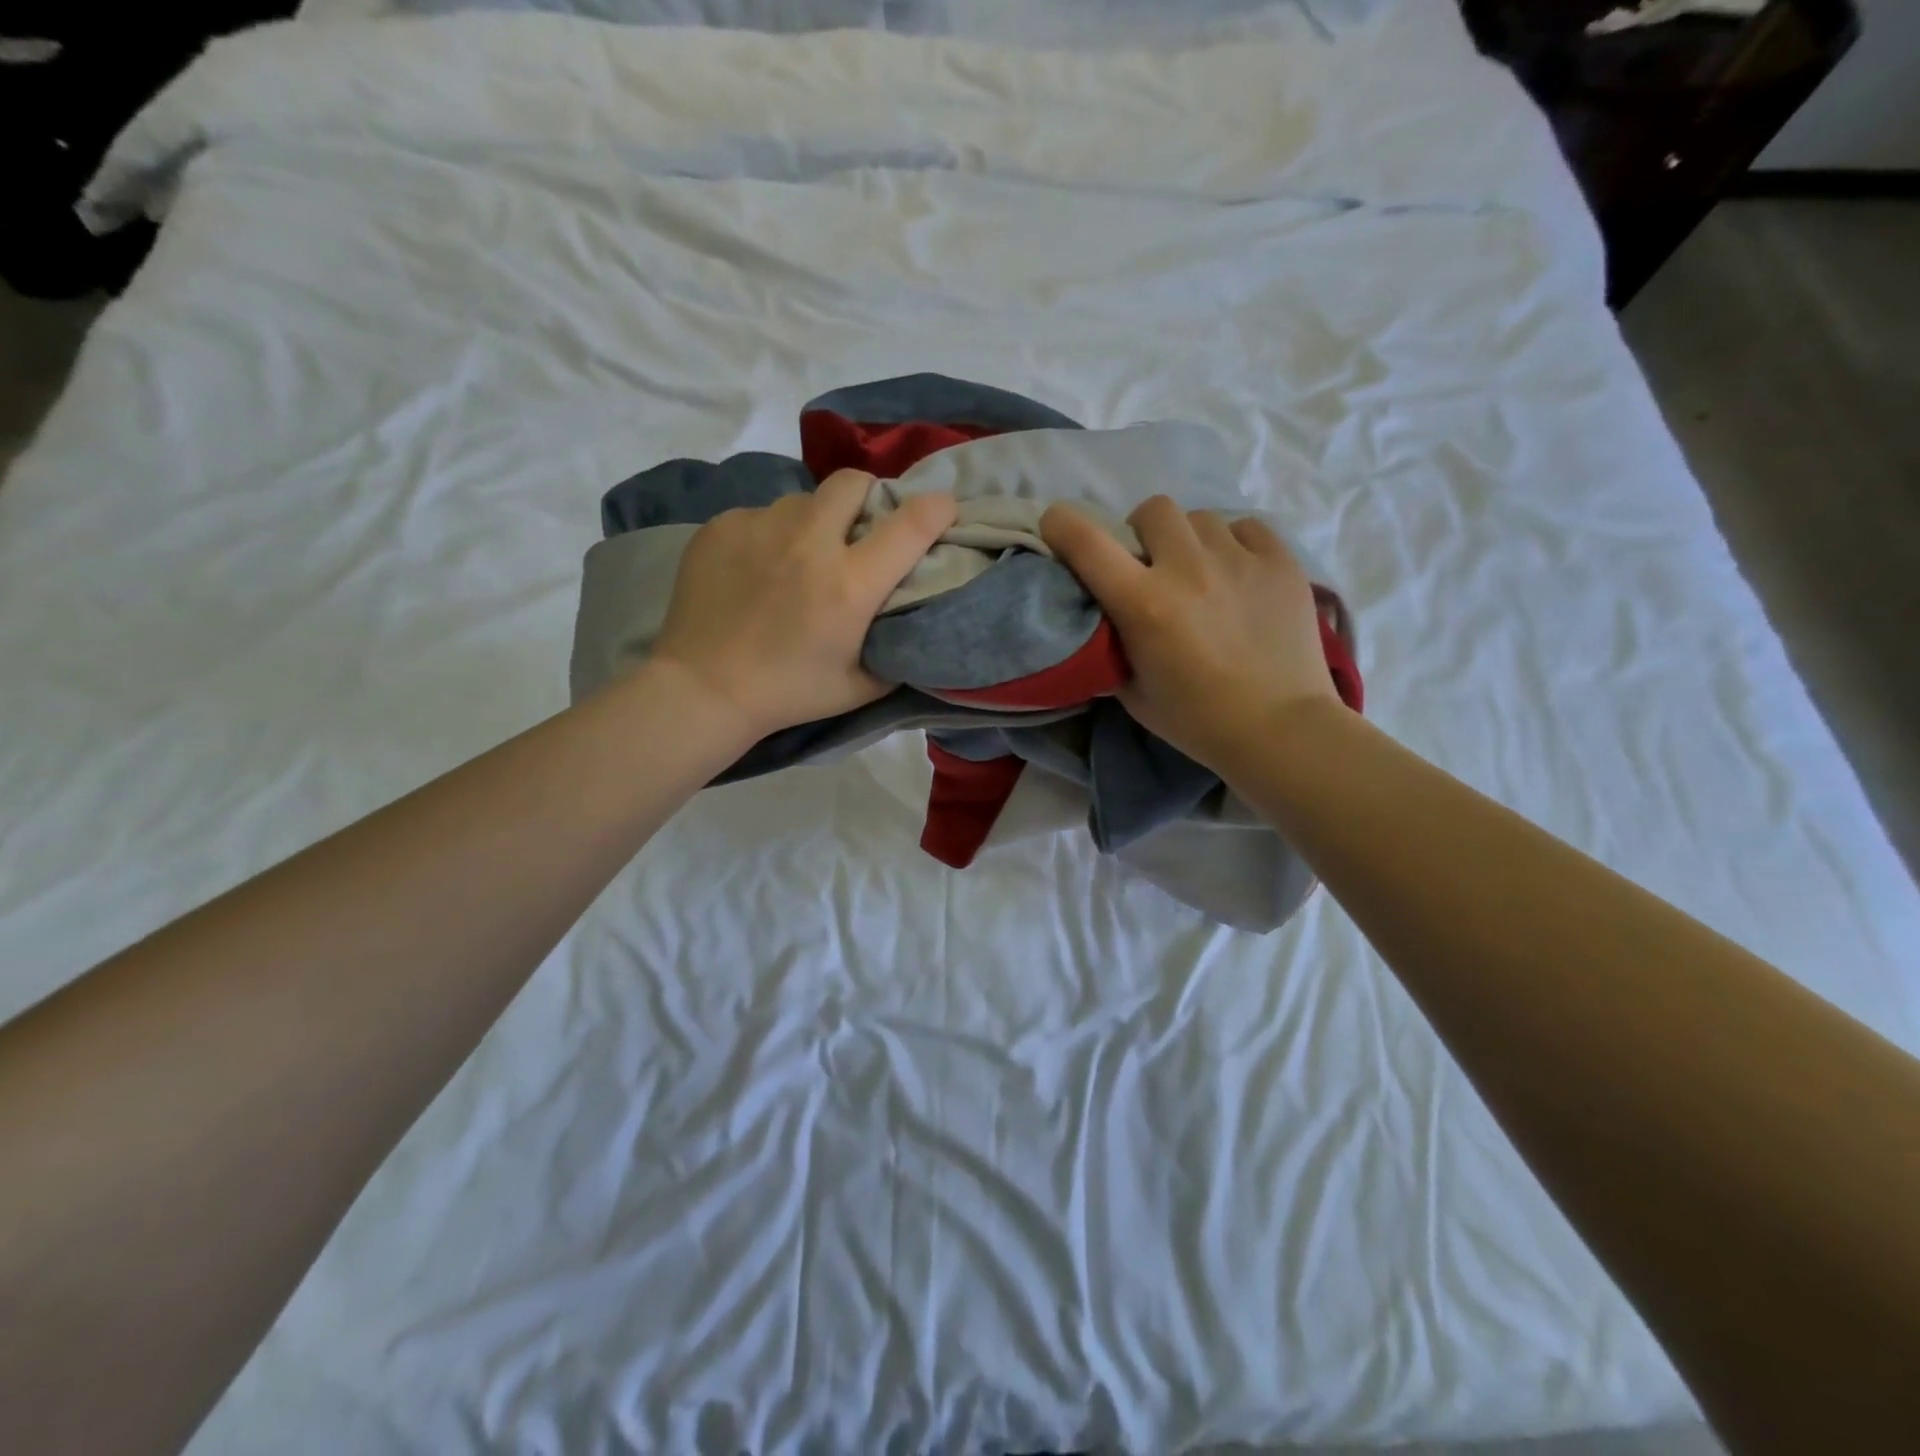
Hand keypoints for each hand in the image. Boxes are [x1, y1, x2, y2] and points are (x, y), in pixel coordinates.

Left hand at [651, 469, 956, 738]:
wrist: (703, 689)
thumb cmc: (787, 693)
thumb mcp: (859, 687)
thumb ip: (895, 651)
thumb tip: (913, 623)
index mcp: (850, 583)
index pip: (910, 524)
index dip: (937, 509)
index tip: (943, 510)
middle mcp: (810, 541)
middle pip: (853, 482)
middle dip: (868, 496)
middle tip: (861, 527)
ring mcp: (761, 527)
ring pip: (803, 500)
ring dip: (815, 521)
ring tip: (799, 556)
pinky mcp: (722, 526)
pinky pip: (761, 516)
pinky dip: (770, 536)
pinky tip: (757, 570)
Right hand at [1040, 496, 1336, 772]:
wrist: (1281, 729)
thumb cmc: (1198, 721)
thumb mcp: (1133, 692)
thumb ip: (1112, 646)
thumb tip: (1105, 618)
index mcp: (1144, 604)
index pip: (1087, 542)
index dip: (1062, 525)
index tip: (1059, 529)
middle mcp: (1188, 568)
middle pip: (1152, 510)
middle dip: (1142, 532)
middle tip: (1151, 565)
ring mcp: (1239, 559)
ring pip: (1200, 517)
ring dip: (1188, 540)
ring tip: (1200, 573)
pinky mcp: (1281, 561)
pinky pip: (1245, 528)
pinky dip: (1232, 545)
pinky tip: (1237, 576)